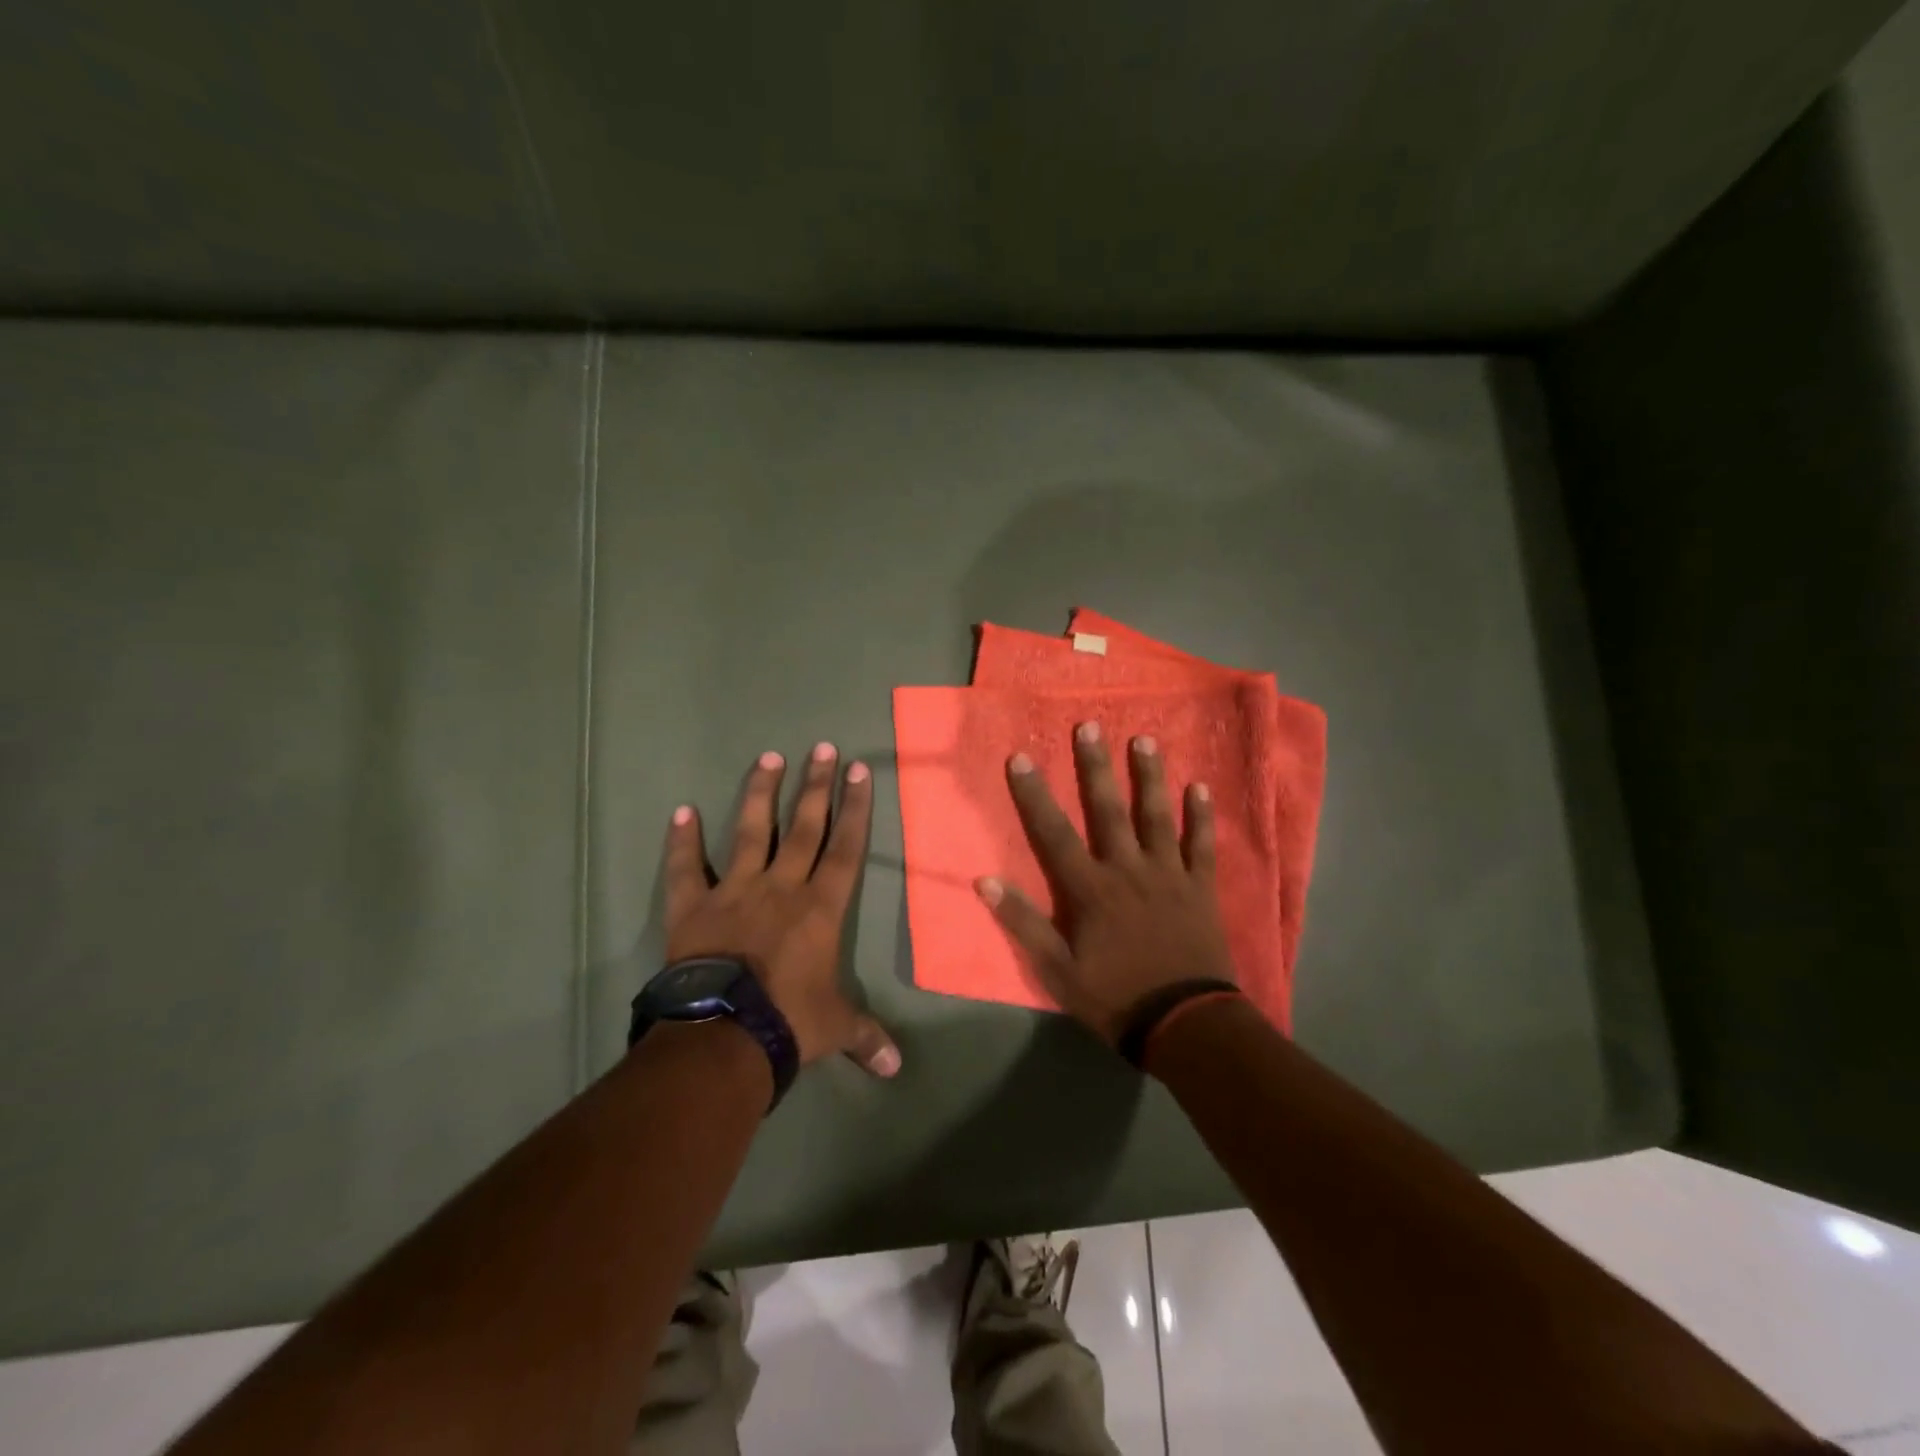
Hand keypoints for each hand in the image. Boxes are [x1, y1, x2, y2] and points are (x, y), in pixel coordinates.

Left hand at [664, 744, 900, 1076]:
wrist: (725, 1036)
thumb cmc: (790, 1022)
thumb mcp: (836, 1028)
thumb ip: (867, 1037)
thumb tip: (897, 1069)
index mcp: (820, 908)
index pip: (844, 848)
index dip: (854, 808)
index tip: (858, 771)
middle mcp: (781, 887)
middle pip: (803, 827)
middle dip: (816, 786)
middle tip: (822, 747)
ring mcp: (735, 891)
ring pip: (751, 832)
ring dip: (760, 794)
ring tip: (769, 757)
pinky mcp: (694, 907)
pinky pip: (686, 868)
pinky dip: (682, 841)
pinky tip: (682, 811)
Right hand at [975, 722, 1234, 1045]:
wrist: (1185, 1023)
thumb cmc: (1115, 997)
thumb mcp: (1057, 970)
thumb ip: (1023, 923)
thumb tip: (985, 881)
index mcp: (1091, 889)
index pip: (1054, 833)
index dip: (1035, 794)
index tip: (1021, 757)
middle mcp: (1128, 869)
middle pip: (1109, 810)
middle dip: (1096, 767)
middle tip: (1090, 726)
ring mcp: (1169, 875)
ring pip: (1157, 817)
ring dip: (1150, 777)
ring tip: (1145, 740)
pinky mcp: (1200, 888)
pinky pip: (1202, 845)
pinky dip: (1202, 817)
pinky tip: (1201, 788)